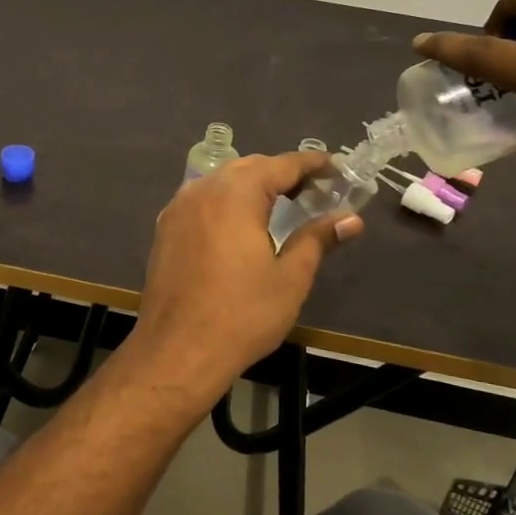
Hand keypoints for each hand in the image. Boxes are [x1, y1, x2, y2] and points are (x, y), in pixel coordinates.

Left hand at [131, 152, 362, 402]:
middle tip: (314, 191)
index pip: (281, 165)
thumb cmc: (242, 314)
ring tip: (280, 205)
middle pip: (249, 168)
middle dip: (281, 173)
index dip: (311, 164)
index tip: (336, 168)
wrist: (177, 350)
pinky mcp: (165, 229)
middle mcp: (203, 189)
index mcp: (235, 193)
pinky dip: (226, 202)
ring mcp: (178, 208)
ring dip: (252, 186)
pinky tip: (239, 224)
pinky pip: (202, 200)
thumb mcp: (290, 277)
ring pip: (221, 182)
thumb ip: (318, 239)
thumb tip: (350, 219)